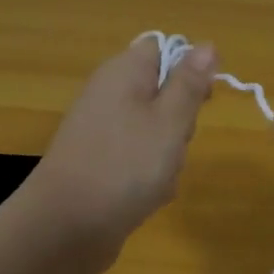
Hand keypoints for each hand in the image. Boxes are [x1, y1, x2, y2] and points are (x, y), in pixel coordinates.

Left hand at [12, 38, 217, 273]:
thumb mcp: (170, 120)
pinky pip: (137, 161)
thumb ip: (189, 83)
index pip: (161, 48)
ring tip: (161, 177)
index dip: (188, 69)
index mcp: (123, 72)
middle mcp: (108, 96)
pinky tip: (147, 197)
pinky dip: (149, 177)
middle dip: (181, 121)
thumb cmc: (125, 166)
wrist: (66, 227)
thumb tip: (207, 45)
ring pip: (154, 133)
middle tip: (177, 142)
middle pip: (161, 93)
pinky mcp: (98, 165)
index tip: (202, 99)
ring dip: (168, 155)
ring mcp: (101, 133)